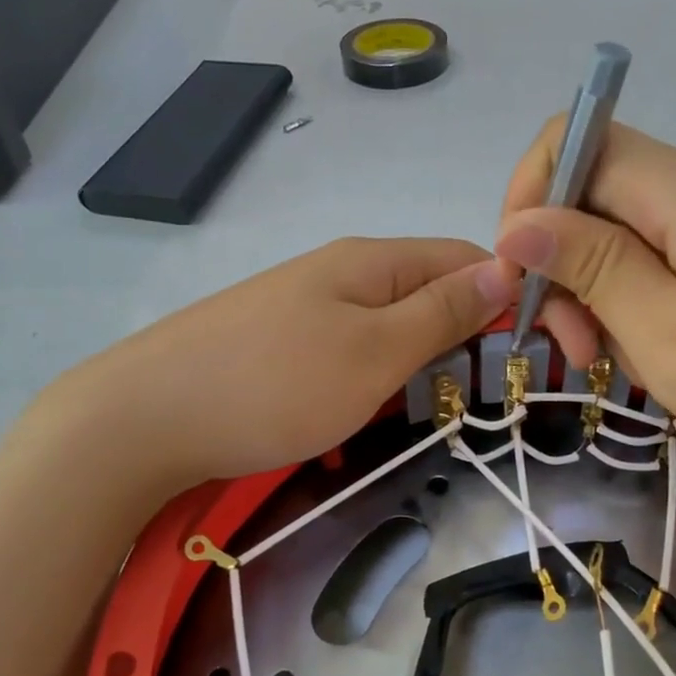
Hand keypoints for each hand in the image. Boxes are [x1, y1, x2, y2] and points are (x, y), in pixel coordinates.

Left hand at [63, 237, 514, 488]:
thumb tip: (504, 266)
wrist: (145, 417)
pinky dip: (371, 379)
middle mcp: (340, 269)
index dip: (506, 296)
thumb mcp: (375, 350)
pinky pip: (347, 350)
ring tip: (425, 409)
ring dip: (416, 363)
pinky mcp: (278, 340)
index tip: (531, 353)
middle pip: (426, 290)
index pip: (464, 257)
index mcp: (372, 260)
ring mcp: (304, 305)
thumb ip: (442, 311)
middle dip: (462, 336)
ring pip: (388, 325)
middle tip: (479, 394)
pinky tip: (364, 411)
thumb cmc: (276, 384)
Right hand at [495, 121, 675, 490]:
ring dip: (611, 290)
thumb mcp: (674, 339)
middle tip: (581, 352)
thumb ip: (594, 268)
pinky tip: (672, 351)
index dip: (530, 196)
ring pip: (639, 229)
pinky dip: (653, 296)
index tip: (523, 279)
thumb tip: (521, 223)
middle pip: (606, 192)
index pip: (579, 142)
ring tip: (631, 364)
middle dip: (570, 264)